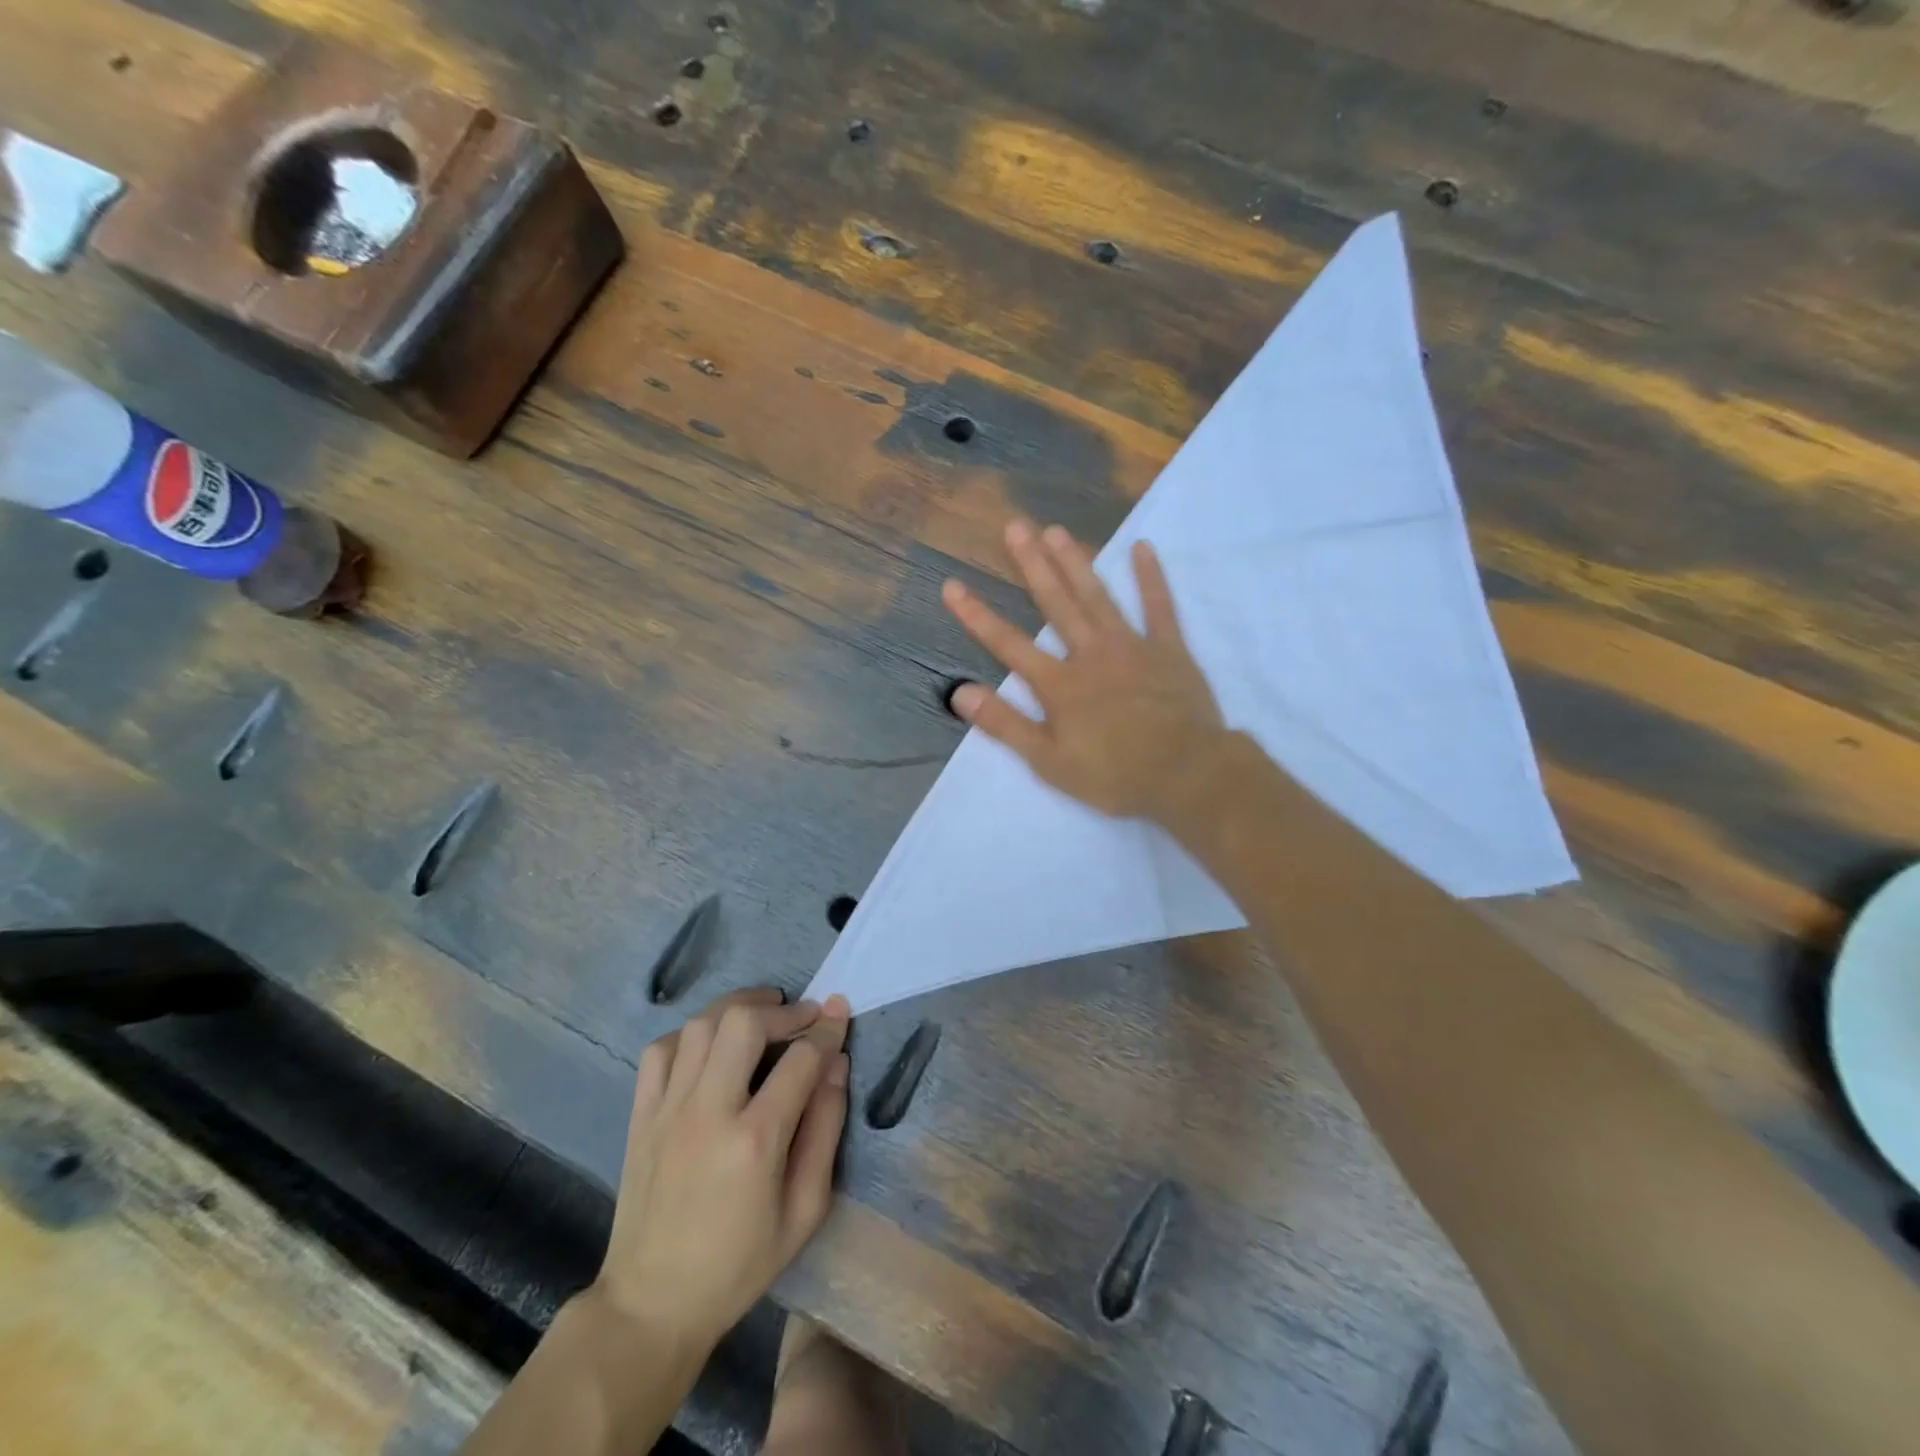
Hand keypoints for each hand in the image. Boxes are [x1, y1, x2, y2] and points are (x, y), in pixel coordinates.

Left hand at [592, 988, 851, 1354]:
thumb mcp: (805, 1210)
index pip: (801, 1059)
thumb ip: (825, 1129)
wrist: (652, 1303)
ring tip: (763, 1016)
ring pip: (702, 1025)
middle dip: (782, 1010)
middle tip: (802, 1017)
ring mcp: (668, 1109)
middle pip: (744, 1023)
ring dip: (739, 1009)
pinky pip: (662, 1049)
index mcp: (755, 1141)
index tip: (839, 1012)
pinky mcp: (641, 1114)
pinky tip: (711, 1046)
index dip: (827, 1029)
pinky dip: (691, 1034)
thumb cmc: (739, 1263)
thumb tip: (837, 1065)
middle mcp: (709, 1111)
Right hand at [943, 517, 1228, 822]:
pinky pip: (1159, 606)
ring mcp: (1132, 646)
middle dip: (1031, 565)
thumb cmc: (1114, 774)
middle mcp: (1091, 654)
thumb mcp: (1049, 761)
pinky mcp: (1169, 649)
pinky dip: (1151, 578)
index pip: (1009, 645)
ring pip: (1097, 597)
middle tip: (1014, 526)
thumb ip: (1005, 724)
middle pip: (1055, 604)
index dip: (977, 616)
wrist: (1187, 774)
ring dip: (1076, 562)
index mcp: (1060, 684)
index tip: (953, 586)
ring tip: (1056, 530)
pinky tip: (1143, 548)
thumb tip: (959, 693)